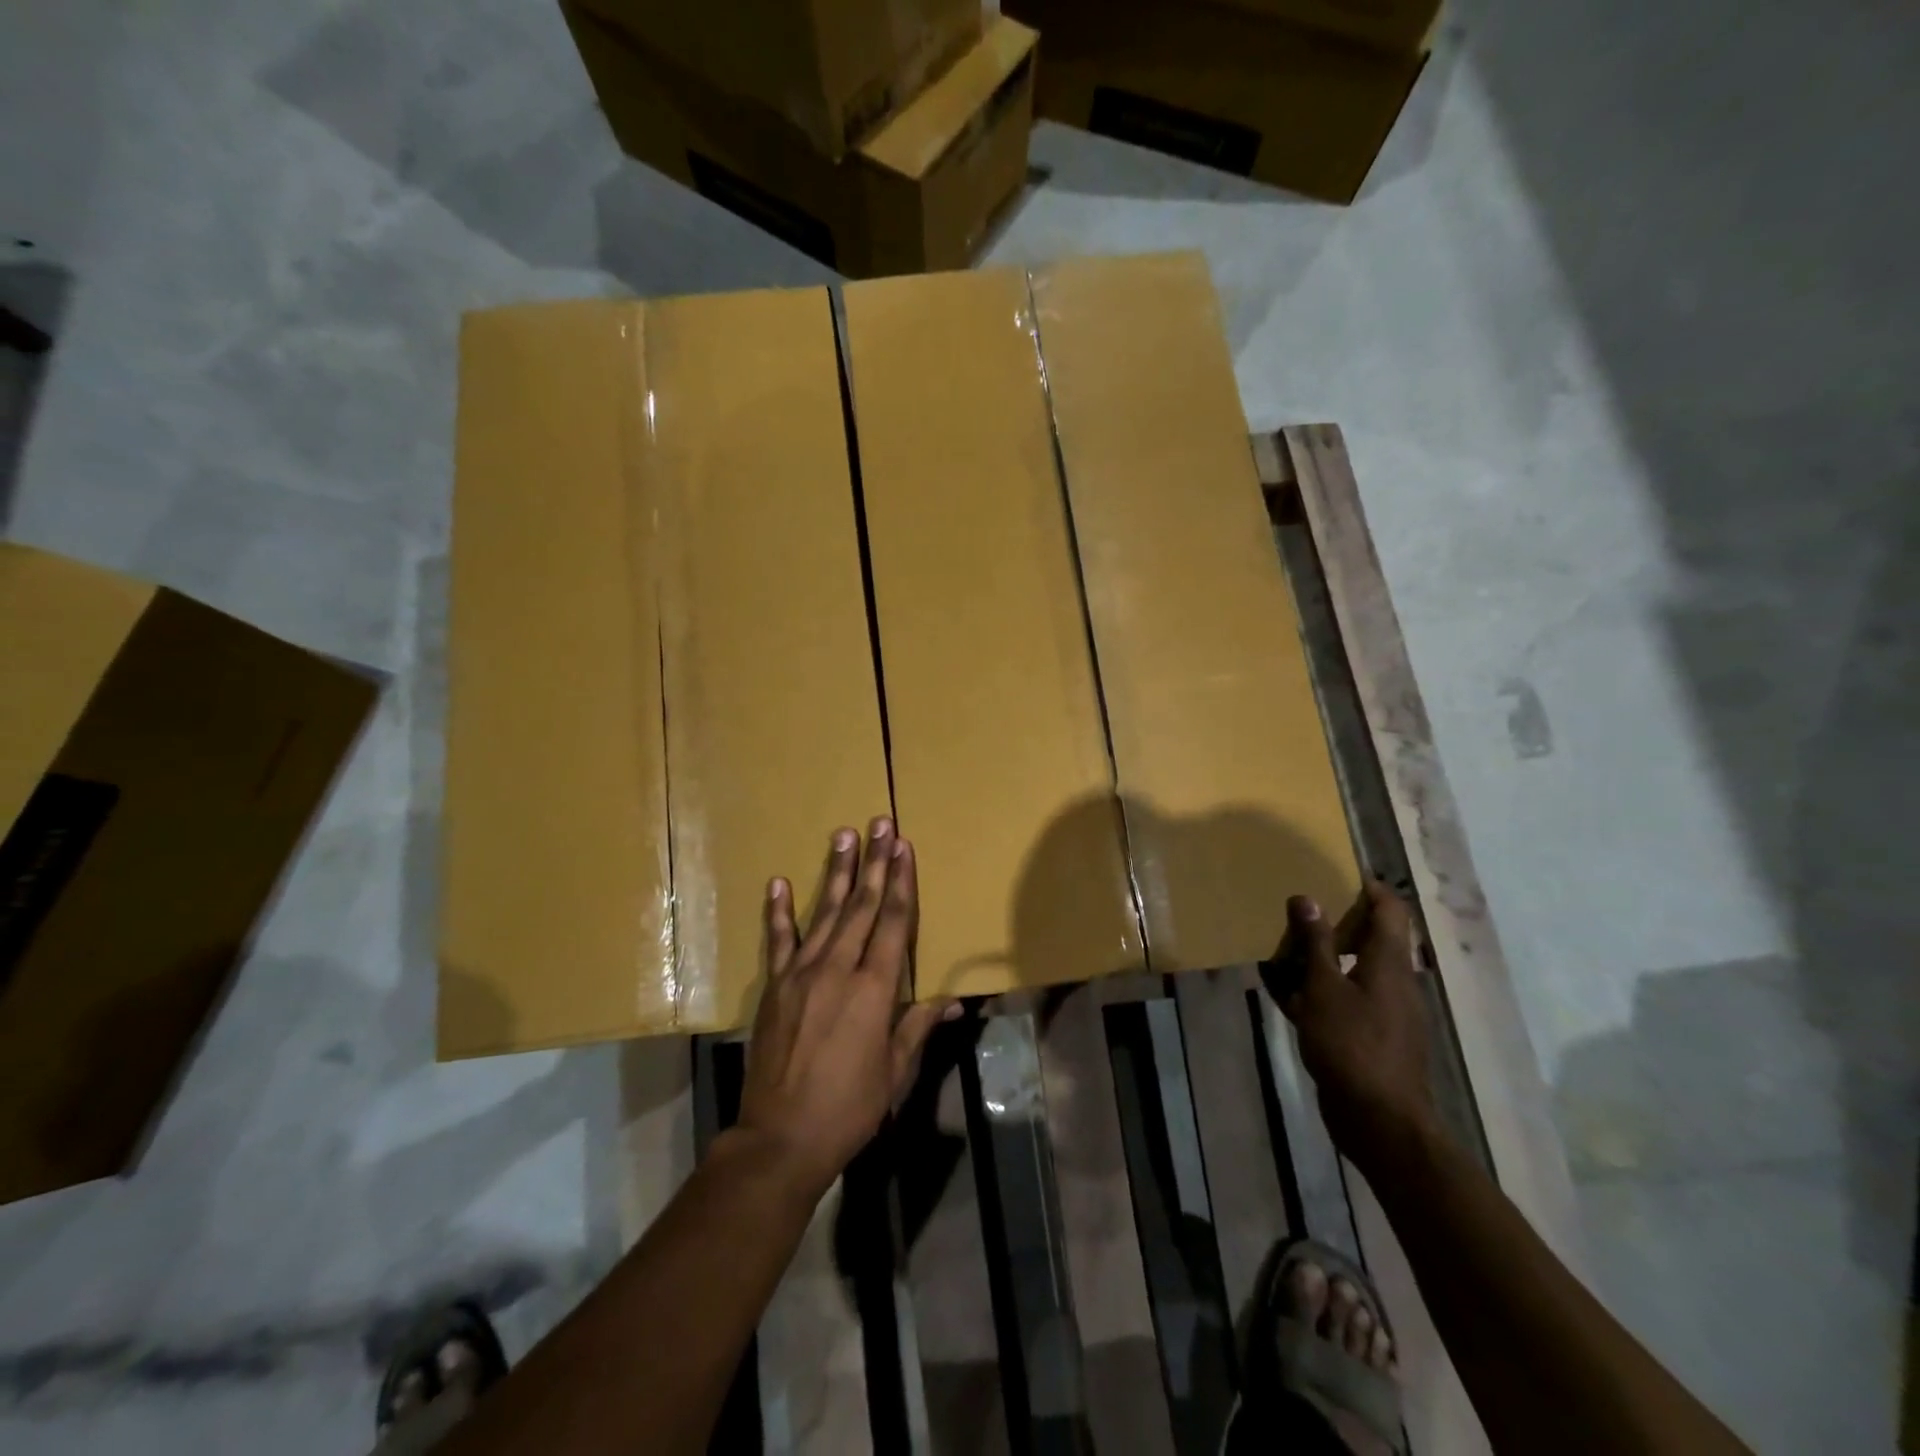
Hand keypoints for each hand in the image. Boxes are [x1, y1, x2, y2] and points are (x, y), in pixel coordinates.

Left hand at [735, 819, 955, 1200]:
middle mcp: (838, 970)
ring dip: (837, 873)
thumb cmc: (850, 1107)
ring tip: (843, 836)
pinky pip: (778, 941)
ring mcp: (801, 975)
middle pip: (862, 906)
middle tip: (879, 824)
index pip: (894, 923)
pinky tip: (780, 883)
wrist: (781, 1137)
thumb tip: (952, 1000)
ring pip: (825, 913)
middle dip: (874, 862)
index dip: (901, 882)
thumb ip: (918, 1026)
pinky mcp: (774, 987)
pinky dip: (779, 911)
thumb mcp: (895, 1071)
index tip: (904, 847)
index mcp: (874, 990)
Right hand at [1260, 881, 1439, 1169]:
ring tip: (1284, 949)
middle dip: (1338, 923)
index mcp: (1389, 964)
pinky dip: (1319, 992)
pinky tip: (1285, 994)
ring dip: (1323, 959)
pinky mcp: (1371, 1039)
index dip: (1371, 888)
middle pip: (1373, 940)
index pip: (1391, 911)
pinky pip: (1344, 1001)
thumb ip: (1316, 944)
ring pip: (1354, 971)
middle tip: (1301, 910)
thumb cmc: (1352, 1046)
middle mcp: (1395, 983)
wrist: (1381, 1122)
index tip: (1339, 873)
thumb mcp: (1324, 989)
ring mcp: (1385, 1013)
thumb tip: (1306, 898)